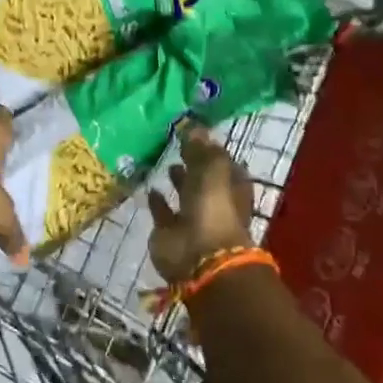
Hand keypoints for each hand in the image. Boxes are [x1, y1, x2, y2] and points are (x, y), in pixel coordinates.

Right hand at [147, 125, 255, 283]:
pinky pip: (163, 213)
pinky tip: (150, 188)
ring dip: (178, 181)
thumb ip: (201, 149)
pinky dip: (157, 202)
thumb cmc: (213, 209)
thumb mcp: (211, 170)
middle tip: (177, 144)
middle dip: (194, 164)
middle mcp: (214, 202)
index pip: (224, 164)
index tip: (195, 134)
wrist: (199, 256)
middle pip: (205, 179)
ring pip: (186, 195)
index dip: (212, 150)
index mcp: (232, 188)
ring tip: (166, 163)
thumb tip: (193, 126)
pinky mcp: (170, 232)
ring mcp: (193, 219)